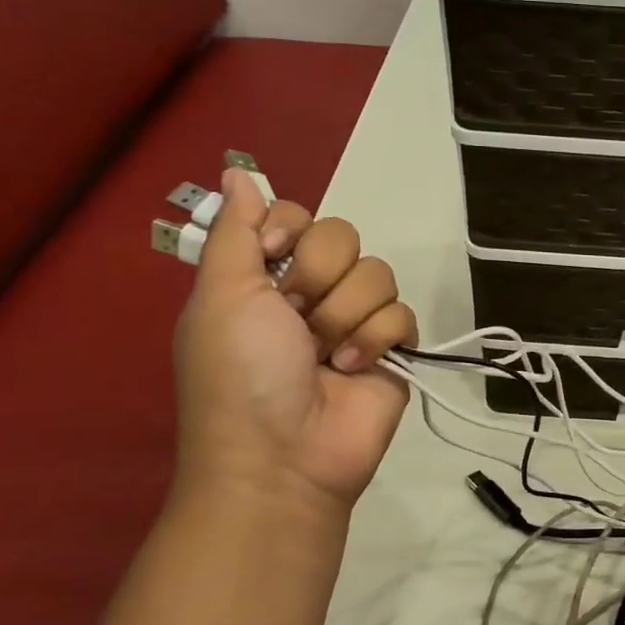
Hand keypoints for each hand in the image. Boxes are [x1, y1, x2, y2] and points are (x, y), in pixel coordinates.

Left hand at [173, 169, 416, 514]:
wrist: (283, 455)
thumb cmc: (241, 373)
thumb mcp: (221, 295)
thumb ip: (235, 231)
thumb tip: (235, 169)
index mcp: (264, 277)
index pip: (297, 216)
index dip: (291, 228)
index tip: (274, 255)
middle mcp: (310, 292)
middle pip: (342, 237)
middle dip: (319, 277)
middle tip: (297, 318)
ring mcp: (354, 321)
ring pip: (377, 274)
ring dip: (346, 315)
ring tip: (327, 356)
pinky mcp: (391, 349)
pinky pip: (403, 313)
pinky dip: (377, 339)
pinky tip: (354, 369)